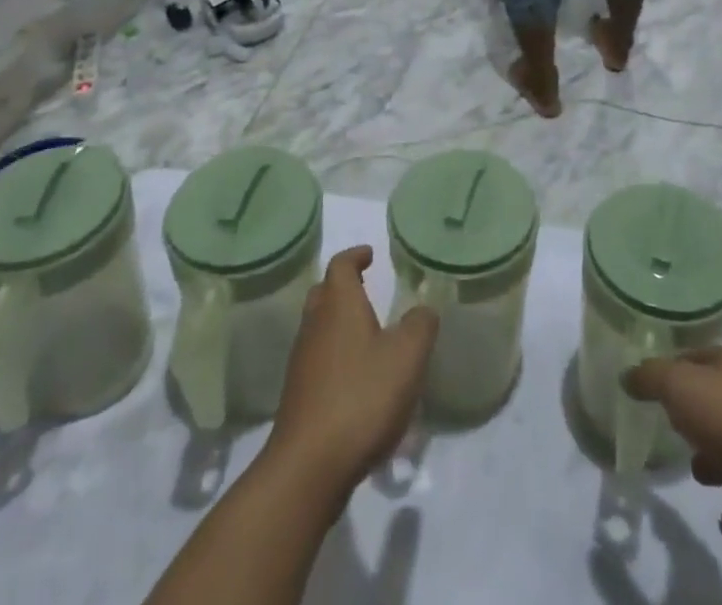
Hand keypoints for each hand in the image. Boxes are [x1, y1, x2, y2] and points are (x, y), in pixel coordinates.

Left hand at [266, 247, 437, 492]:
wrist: (308, 467)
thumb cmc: (361, 397)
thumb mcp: (407, 357)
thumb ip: (420, 325)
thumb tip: (422, 311)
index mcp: (339, 306)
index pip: (341, 265)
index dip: (356, 256)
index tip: (371, 255)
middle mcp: (315, 326)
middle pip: (324, 293)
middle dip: (344, 287)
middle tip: (368, 289)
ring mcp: (302, 363)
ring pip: (319, 328)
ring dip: (340, 324)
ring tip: (369, 335)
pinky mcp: (299, 397)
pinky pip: (319, 361)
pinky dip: (337, 356)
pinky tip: (358, 379)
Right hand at [624, 346, 721, 560]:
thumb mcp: (681, 385)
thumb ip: (651, 378)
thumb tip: (626, 375)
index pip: (697, 359)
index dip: (673, 367)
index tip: (649, 382)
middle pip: (719, 404)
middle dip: (697, 416)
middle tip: (669, 429)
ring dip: (718, 463)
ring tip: (694, 474)